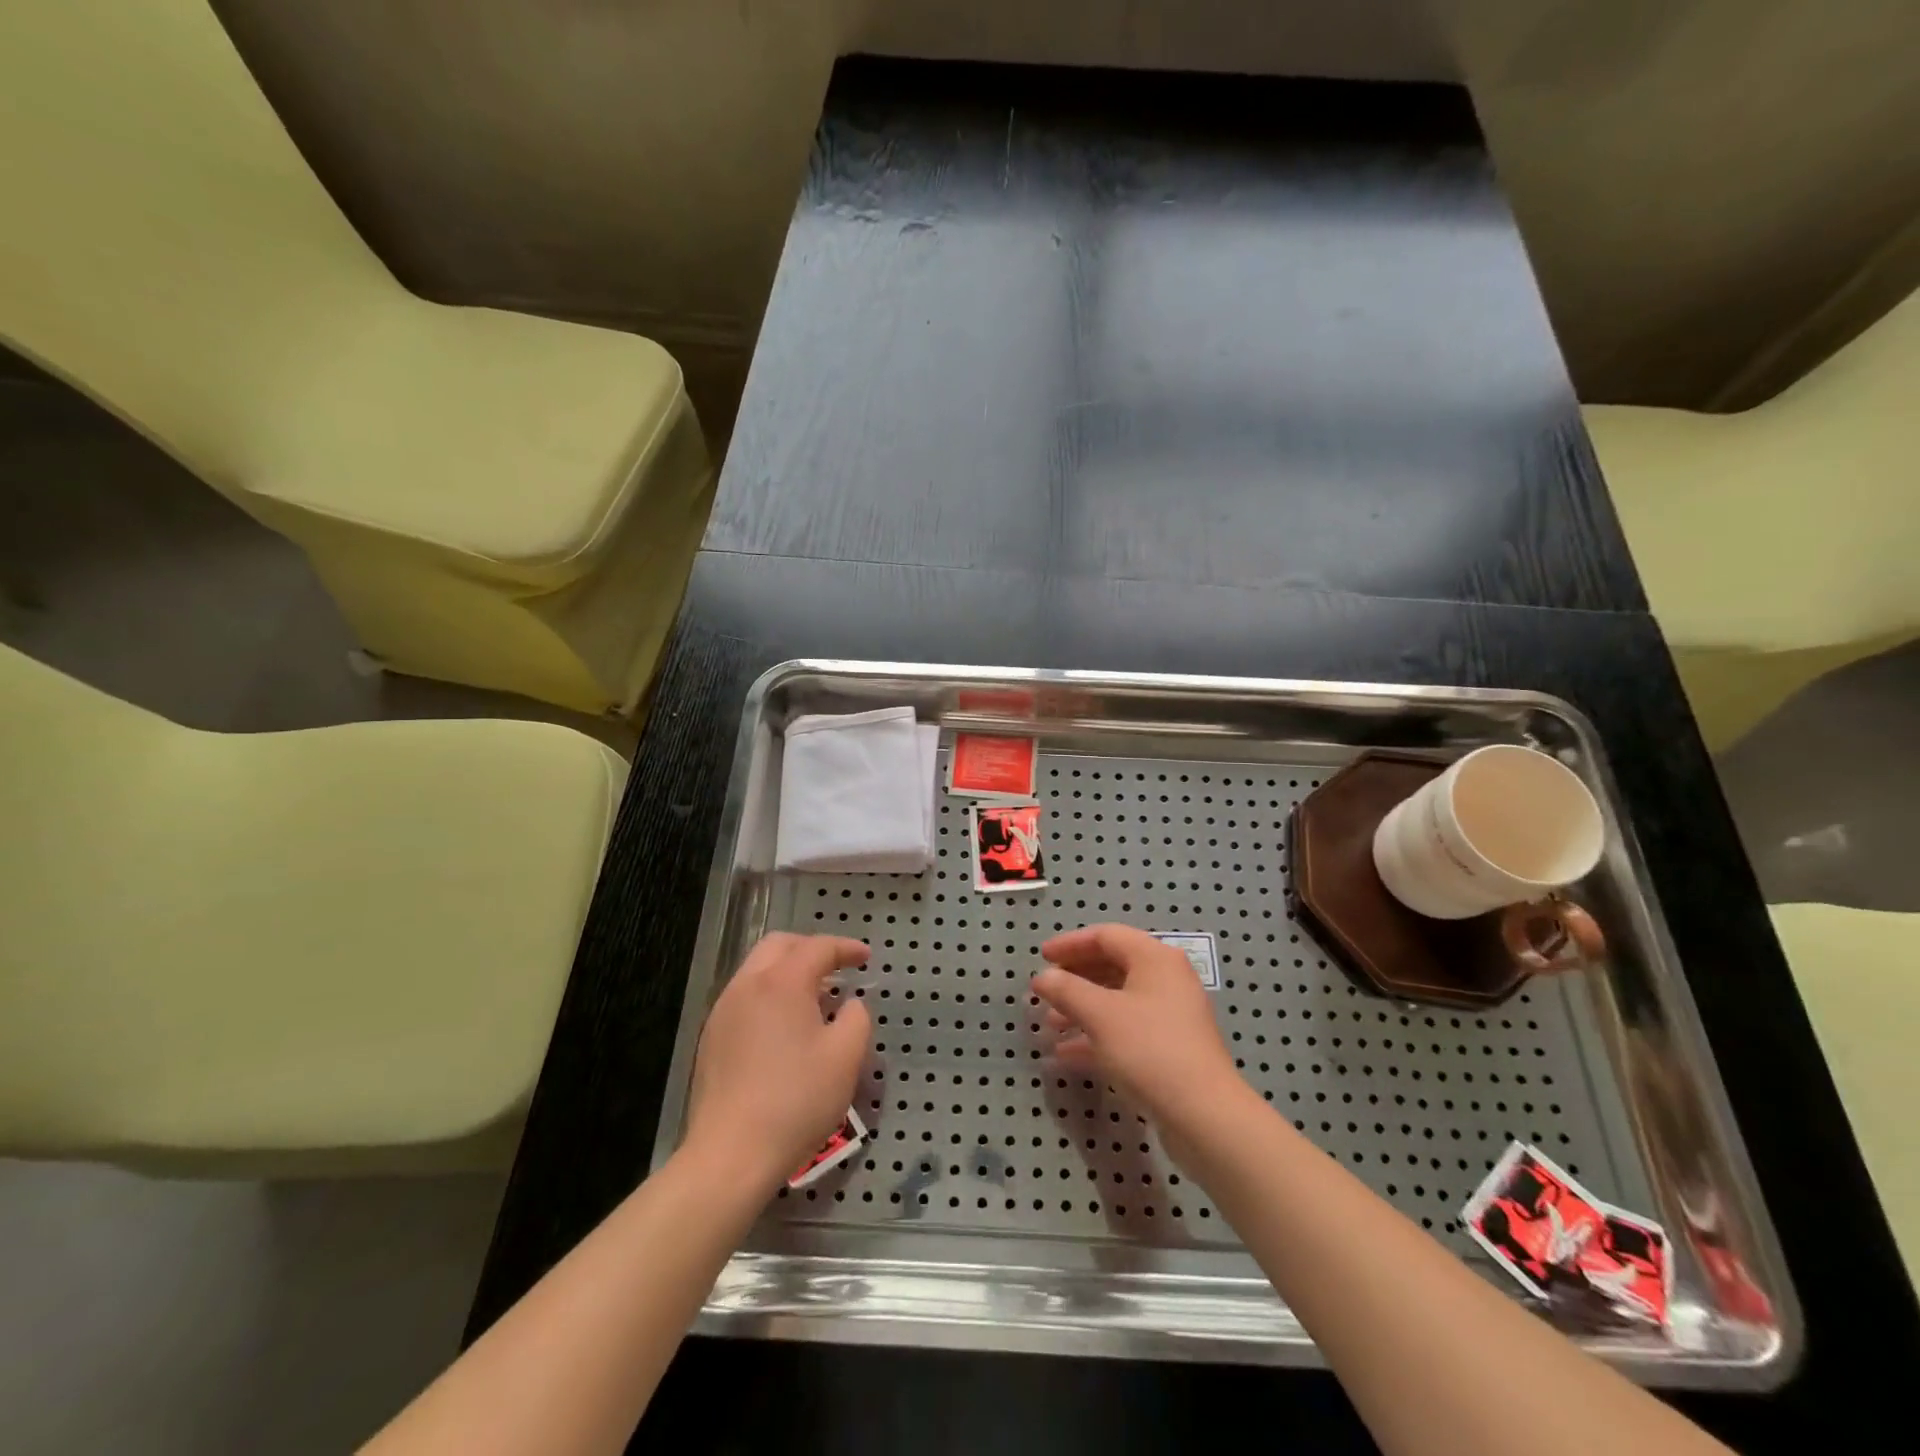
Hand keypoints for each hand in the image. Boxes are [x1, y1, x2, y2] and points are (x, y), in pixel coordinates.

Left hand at [685, 932, 871, 1187]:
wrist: (730, 1155)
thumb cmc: (796, 1101)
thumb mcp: (846, 1058)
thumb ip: (857, 1018)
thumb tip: (850, 1005)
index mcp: (782, 982)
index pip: (818, 948)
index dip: (846, 948)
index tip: (866, 957)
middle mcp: (748, 985)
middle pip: (780, 946)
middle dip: (811, 949)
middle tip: (836, 967)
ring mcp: (723, 1011)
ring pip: (757, 970)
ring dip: (788, 972)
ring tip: (813, 999)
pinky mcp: (711, 1038)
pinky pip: (745, 998)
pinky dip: (769, 995)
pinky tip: (784, 1028)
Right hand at [1032, 924, 1242, 1137]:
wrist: (1204, 1116)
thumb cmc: (1149, 1050)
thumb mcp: (1100, 1015)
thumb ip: (1066, 990)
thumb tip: (1042, 977)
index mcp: (1155, 958)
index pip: (1106, 936)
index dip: (1070, 944)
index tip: (1041, 957)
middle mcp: (1166, 980)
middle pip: (1112, 966)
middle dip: (1075, 978)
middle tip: (1045, 991)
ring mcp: (1171, 1015)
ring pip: (1118, 1000)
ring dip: (1082, 1008)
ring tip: (1051, 1024)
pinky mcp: (1170, 1049)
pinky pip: (1126, 1029)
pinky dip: (1097, 1035)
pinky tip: (1066, 1053)